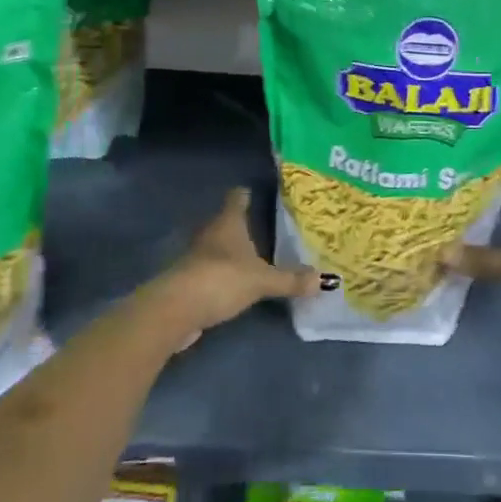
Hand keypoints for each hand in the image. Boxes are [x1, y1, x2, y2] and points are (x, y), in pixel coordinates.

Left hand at [145, 188, 315, 351]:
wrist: (175, 309)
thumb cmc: (221, 279)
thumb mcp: (262, 280)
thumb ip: (290, 280)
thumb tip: (325, 280)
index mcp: (227, 223)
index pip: (236, 198)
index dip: (245, 194)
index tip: (254, 192)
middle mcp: (209, 234)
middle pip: (224, 222)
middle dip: (240, 225)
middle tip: (262, 226)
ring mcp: (195, 257)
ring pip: (215, 247)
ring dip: (229, 251)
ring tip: (250, 256)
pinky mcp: (187, 280)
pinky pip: (209, 271)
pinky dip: (220, 274)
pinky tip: (233, 283)